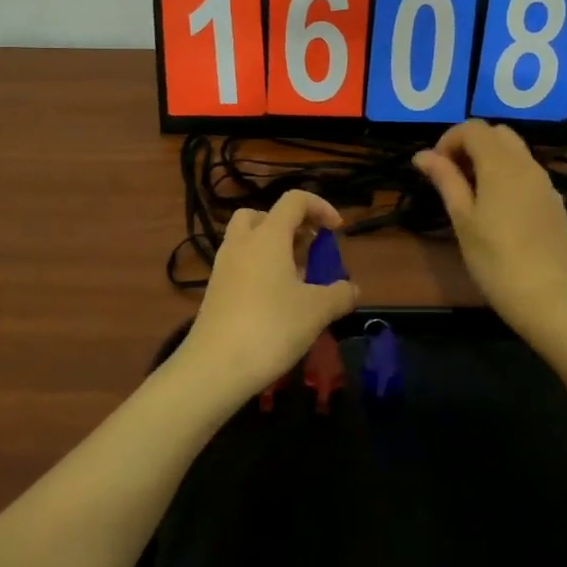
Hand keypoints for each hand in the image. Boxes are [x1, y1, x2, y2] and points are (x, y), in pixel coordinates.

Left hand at [173, 190, 359, 409]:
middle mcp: (242, 243)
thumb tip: (352, 288)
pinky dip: (259, 270)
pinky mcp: (214, 290)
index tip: (337, 230)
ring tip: (296, 278)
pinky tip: (275, 300)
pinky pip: (240, 264)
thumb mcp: (317, 311)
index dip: (320, 207)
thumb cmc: (271, 327)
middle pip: (262, 215)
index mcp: (268, 236)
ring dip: (273, 248)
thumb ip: (339, 294)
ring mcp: (223, 266)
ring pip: (248, 240)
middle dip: (289, 225)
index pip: (294, 200)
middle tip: (308, 249)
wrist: (215, 366)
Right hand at [413, 120, 566, 327]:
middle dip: (471, 144)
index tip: (436, 167)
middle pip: (498, 133)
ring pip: (516, 152)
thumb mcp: (462, 218)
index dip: (449, 139)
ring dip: (490, 158)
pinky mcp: (555, 202)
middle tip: (452, 175)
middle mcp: (527, 165)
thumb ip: (445, 180)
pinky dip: (508, 175)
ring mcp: (545, 183)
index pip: (473, 128)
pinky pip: (528, 173)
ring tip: (472, 192)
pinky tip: (499, 209)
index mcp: (501, 165)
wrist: (545, 295)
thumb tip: (422, 155)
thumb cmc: (494, 258)